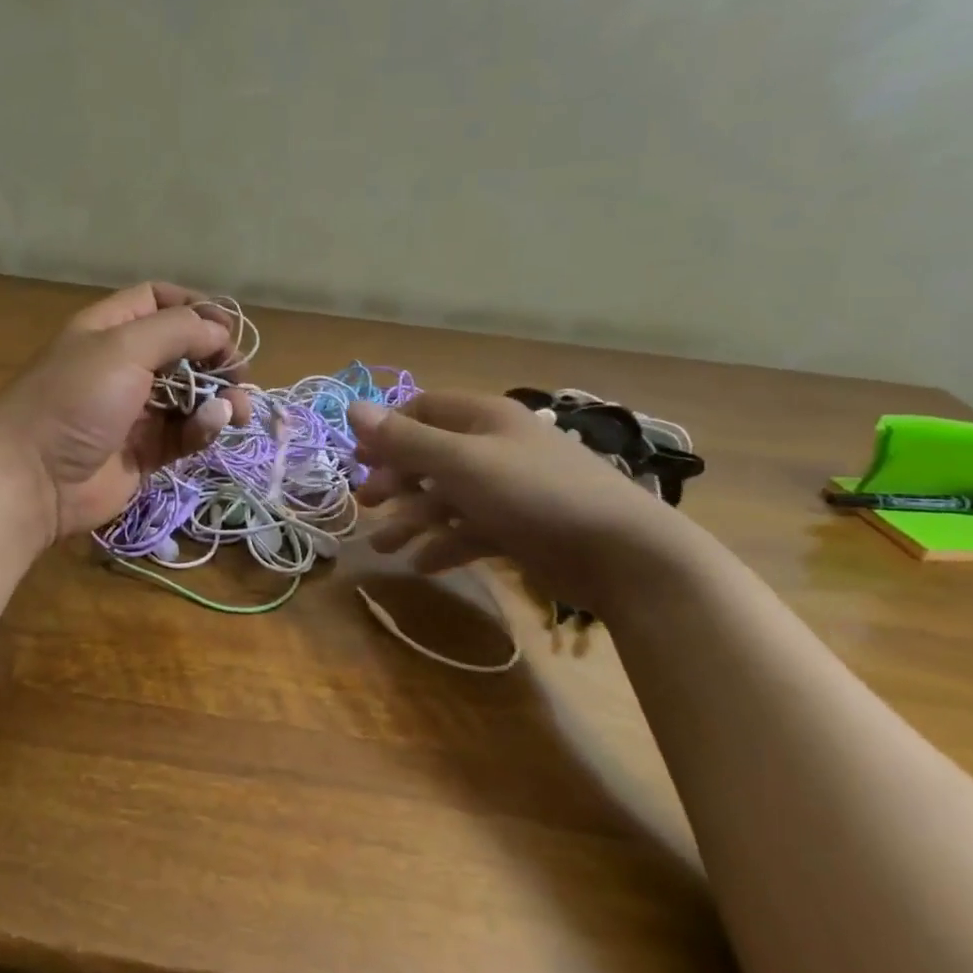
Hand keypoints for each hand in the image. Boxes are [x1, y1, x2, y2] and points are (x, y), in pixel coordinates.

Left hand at [0, 282, 251, 540]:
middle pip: (183, 350)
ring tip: (238, 410)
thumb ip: (177, 330)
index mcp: (110, 330)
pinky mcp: (146, 452)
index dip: (195, 309)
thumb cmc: (75, 400)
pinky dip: (203, 428)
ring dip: (220, 398)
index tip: (226, 329)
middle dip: (217, 359)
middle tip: (240, 375)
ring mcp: (135, 411)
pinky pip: (185, 433)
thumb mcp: (123, 348)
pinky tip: (211, 428)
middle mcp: (123, 365)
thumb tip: (219, 333)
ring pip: (191, 395)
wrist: (33, 479)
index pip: (159, 301)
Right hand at [348, 390, 692, 609]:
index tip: (358, 459)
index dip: (388, 431)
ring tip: (384, 548)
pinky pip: (471, 530)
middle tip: (367, 504)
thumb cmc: (534, 493)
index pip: (424, 410)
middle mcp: (494, 447)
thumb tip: (351, 407)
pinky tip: (423, 565)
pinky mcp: (519, 527)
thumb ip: (405, 440)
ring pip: (447, 498)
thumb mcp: (461, 463)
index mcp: (484, 419)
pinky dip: (446, 545)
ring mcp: (508, 489)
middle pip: (431, 456)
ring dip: (413, 521)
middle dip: (396, 481)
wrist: (621, 553)